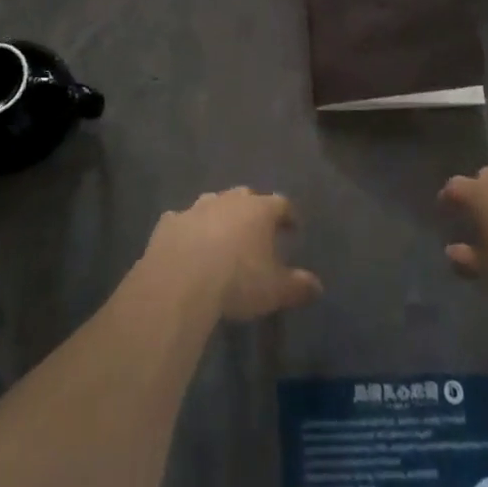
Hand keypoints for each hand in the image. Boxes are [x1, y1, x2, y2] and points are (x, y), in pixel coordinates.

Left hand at [146, 188, 323, 321]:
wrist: (180, 281)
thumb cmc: (237, 281)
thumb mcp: (275, 290)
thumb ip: (298, 286)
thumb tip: (318, 286)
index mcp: (259, 210)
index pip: (282, 204)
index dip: (288, 215)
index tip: (293, 228)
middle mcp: (229, 200)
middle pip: (246, 196)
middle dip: (253, 210)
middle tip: (256, 230)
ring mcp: (197, 208)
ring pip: (213, 203)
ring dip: (219, 216)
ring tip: (222, 236)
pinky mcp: (169, 222)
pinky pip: (182, 221)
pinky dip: (188, 229)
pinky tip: (187, 244)